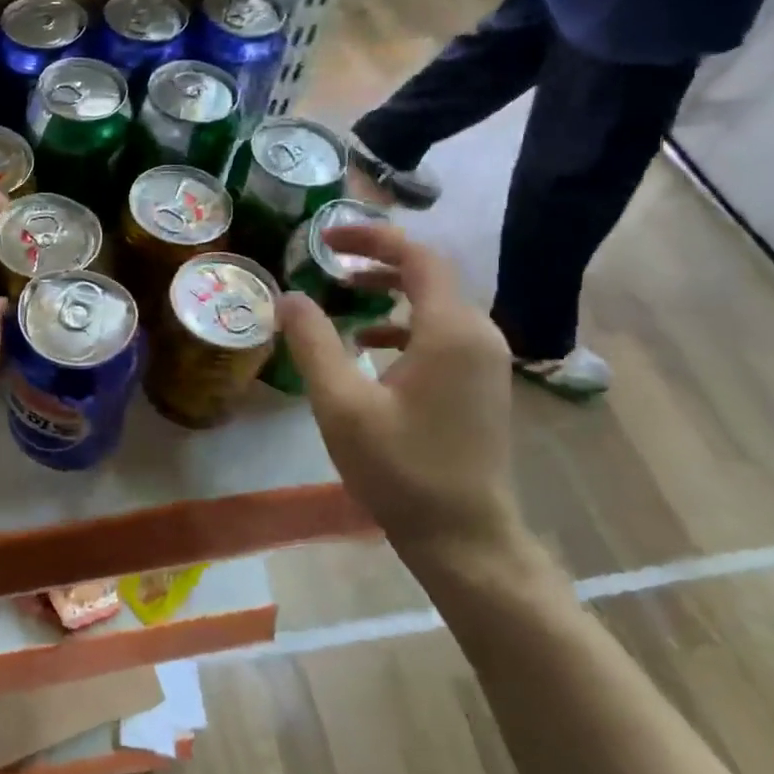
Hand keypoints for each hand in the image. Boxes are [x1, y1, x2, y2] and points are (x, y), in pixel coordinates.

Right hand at [278, 224, 528, 579]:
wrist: (464, 537)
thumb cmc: (400, 470)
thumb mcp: (341, 404)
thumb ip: (312, 343)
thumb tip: (288, 297)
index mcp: (450, 330)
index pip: (417, 256)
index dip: (371, 237)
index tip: (325, 238)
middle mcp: (478, 334)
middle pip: (429, 273)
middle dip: (376, 259)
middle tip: (327, 259)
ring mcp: (485, 360)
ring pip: (436, 302)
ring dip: (389, 290)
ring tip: (342, 293)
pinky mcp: (480, 383)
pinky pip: (442, 332)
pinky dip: (403, 323)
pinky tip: (368, 343)